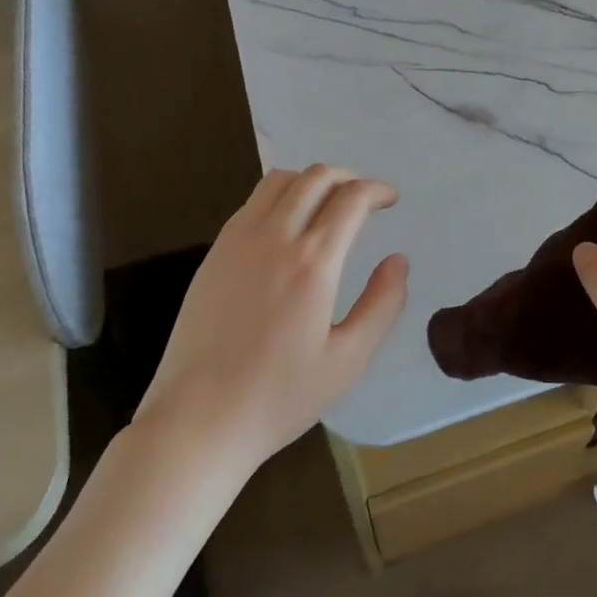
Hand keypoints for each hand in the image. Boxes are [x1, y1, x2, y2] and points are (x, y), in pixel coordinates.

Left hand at [136, 165, 408, 478]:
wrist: (197, 419)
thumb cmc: (279, 396)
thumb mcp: (348, 360)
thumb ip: (382, 304)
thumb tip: (398, 260)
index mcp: (314, 262)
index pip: (351, 199)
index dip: (376, 190)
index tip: (390, 199)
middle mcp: (276, 237)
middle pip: (316, 177)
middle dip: (348, 177)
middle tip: (363, 198)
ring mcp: (238, 240)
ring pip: (280, 180)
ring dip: (311, 180)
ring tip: (326, 204)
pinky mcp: (215, 251)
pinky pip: (252, 202)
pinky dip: (280, 196)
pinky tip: (287, 226)